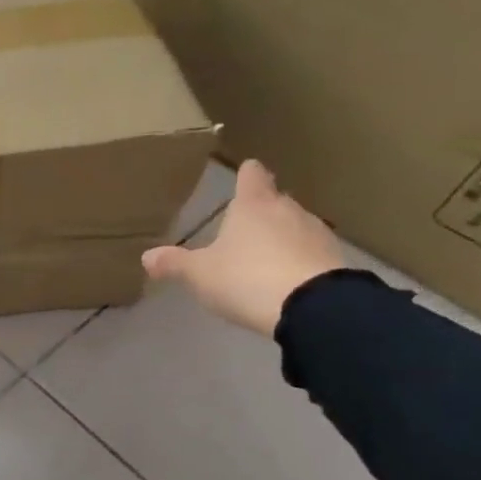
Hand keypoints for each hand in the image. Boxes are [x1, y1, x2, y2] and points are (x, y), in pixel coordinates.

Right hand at [141, 159, 344, 335]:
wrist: (312, 307)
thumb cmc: (246, 278)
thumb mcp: (199, 274)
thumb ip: (174, 263)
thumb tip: (146, 256)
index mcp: (252, 205)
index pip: (251, 176)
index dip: (246, 174)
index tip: (244, 172)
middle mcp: (287, 210)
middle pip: (275, 200)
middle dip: (261, 210)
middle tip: (243, 226)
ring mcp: (316, 233)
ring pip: (294, 226)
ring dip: (281, 237)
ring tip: (262, 257)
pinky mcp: (334, 260)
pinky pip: (309, 252)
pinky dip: (297, 260)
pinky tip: (285, 279)